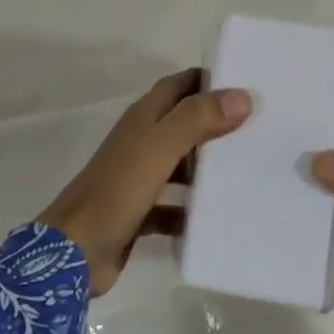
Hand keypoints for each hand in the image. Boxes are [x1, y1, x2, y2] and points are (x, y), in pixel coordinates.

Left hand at [39, 69, 251, 295]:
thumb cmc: (117, 191)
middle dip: (218, 124)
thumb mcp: (160, 148)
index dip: (211, 79)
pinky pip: (174, 205)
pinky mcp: (140, 213)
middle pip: (184, 123)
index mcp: (144, 118)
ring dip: (209, 168)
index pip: (181, 85)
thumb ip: (197, 119)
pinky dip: (193, 209)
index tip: (250, 83)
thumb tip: (243, 95)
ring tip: (250, 171)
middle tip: (261, 128)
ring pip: (182, 165)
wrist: (72, 253)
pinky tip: (219, 218)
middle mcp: (141, 142)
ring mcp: (139, 178)